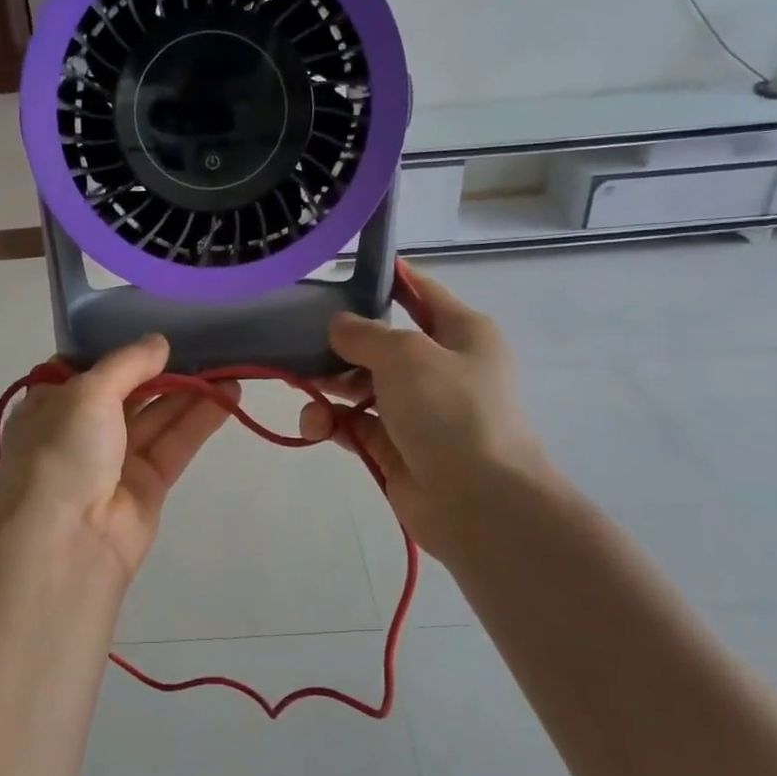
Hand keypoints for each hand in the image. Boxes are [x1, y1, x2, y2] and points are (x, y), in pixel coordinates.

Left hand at [0, 335, 235, 591]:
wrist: (66, 544)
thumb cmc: (61, 453)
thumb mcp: (86, 393)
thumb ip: (126, 364)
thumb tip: (158, 342)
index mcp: (50, 405)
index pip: (85, 368)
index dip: (118, 349)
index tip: (154, 325)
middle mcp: (80, 430)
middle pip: (128, 391)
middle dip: (163, 368)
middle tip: (205, 340)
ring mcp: (115, 460)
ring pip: (157, 416)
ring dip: (190, 391)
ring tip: (229, 362)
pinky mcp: (148, 485)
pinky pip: (175, 443)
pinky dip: (200, 419)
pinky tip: (230, 394)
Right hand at [299, 264, 554, 562]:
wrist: (478, 502)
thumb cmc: (450, 411)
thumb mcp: (406, 355)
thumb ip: (364, 334)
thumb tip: (338, 325)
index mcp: (460, 333)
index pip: (420, 293)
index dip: (386, 279)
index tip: (341, 273)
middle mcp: (440, 368)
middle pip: (380, 344)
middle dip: (339, 345)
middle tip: (299, 344)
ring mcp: (418, 411)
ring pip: (361, 387)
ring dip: (329, 387)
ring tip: (304, 392)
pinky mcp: (395, 447)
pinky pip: (355, 425)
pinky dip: (333, 423)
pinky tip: (316, 426)